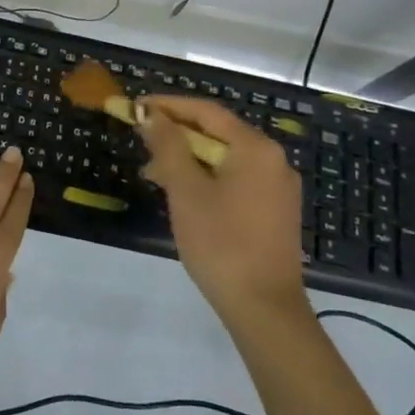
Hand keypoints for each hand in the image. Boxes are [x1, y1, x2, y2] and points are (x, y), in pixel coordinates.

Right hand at [138, 96, 308, 327]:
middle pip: (218, 132)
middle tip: (141, 141)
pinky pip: (236, 179)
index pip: (206, 111)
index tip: (136, 106)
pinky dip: (207, 177)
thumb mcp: (186, 190)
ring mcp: (277, 187)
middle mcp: (273, 160)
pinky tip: (183, 194)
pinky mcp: (275, 210)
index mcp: (255, 148)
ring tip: (154, 174)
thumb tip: (151, 115)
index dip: (168, 105)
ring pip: (225, 158)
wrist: (264, 309)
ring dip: (189, 158)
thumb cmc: (221, 243)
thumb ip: (168, 146)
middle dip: (176, 134)